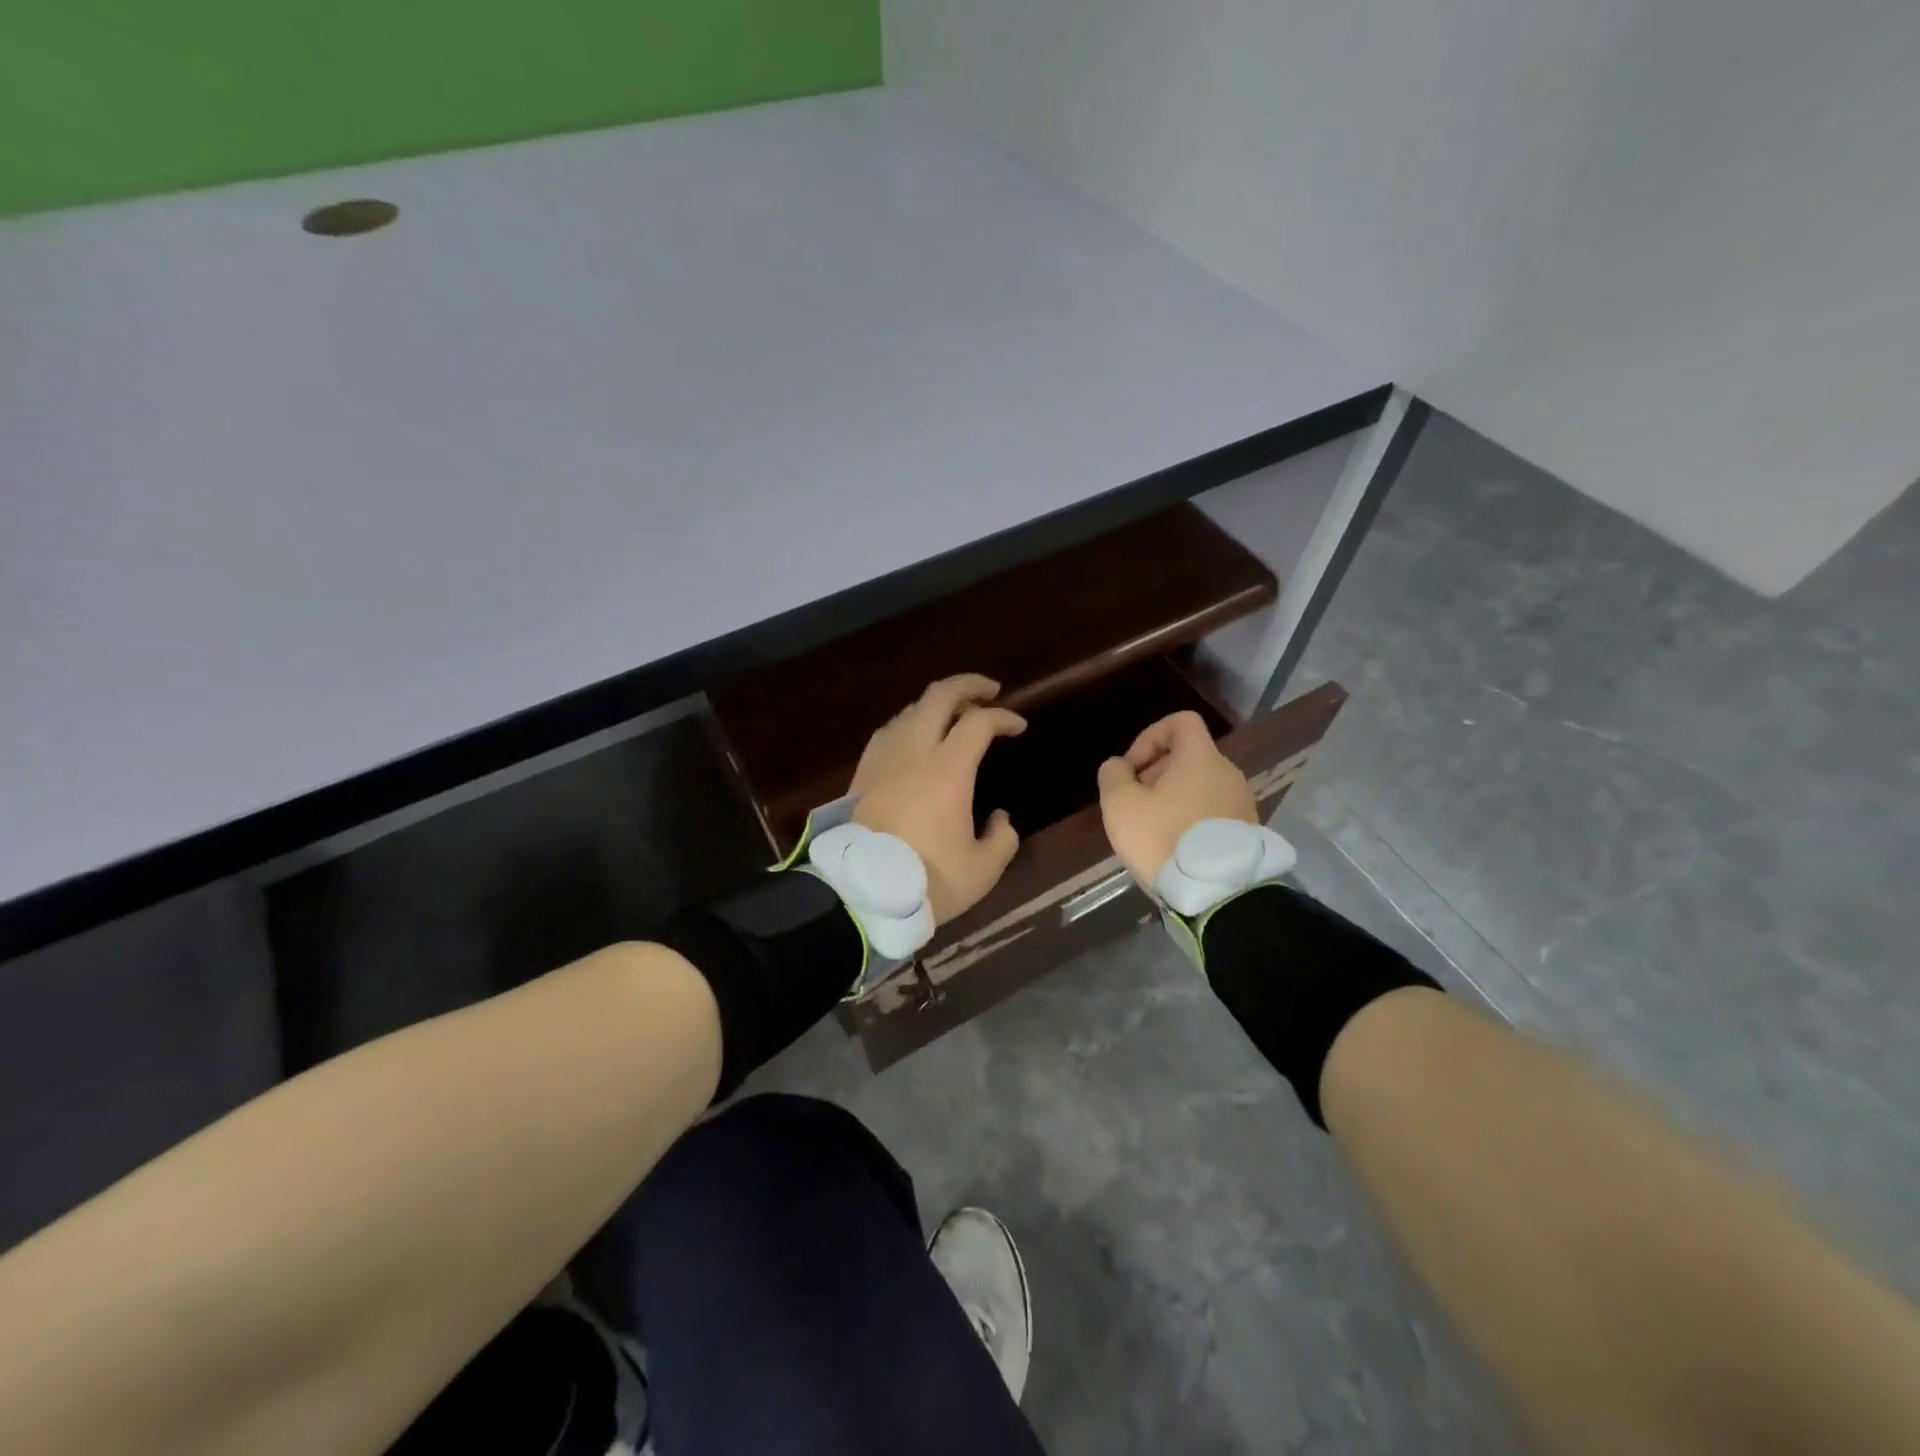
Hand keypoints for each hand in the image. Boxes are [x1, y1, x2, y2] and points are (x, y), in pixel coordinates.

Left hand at [850, 674, 1026, 924]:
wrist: (859, 893)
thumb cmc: (926, 880)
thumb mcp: (981, 870)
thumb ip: (1002, 839)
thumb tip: (1000, 818)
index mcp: (948, 769)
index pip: (979, 722)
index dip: (1004, 718)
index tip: (1018, 726)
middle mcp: (914, 751)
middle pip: (939, 696)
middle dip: (968, 685)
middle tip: (989, 691)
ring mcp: (883, 758)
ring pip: (910, 710)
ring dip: (936, 705)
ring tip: (953, 716)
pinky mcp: (861, 773)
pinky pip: (889, 732)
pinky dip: (909, 723)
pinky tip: (914, 738)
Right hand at [1097, 710, 1256, 884]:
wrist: (1219, 892)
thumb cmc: (1165, 839)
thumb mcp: (1121, 806)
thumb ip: (1113, 776)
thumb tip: (1118, 766)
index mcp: (1200, 758)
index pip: (1181, 722)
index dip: (1150, 736)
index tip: (1133, 768)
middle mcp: (1227, 772)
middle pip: (1188, 756)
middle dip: (1156, 773)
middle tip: (1136, 803)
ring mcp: (1242, 802)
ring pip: (1200, 785)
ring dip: (1173, 797)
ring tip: (1153, 828)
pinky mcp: (1247, 830)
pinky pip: (1213, 810)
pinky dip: (1191, 817)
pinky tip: (1175, 846)